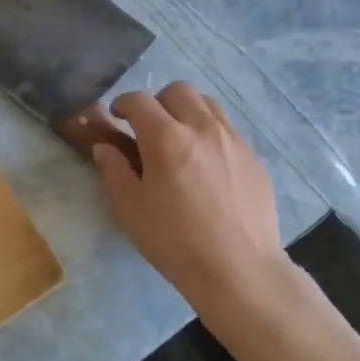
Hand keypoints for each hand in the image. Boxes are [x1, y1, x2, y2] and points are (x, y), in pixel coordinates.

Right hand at [91, 83, 291, 338]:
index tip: (116, 117)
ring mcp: (233, 140)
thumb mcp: (129, 210)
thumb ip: (113, 171)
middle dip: (157, 102)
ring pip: (207, 104)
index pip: (139, 100)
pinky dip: (210, 134)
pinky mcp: (254, 158)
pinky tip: (206, 165)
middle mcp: (202, 128)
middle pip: (177, 91)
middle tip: (148, 129)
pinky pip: (228, 129)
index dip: (122, 104)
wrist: (239, 270)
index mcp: (166, 138)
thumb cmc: (175, 241)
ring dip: (187, 112)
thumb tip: (105, 147)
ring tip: (179, 140)